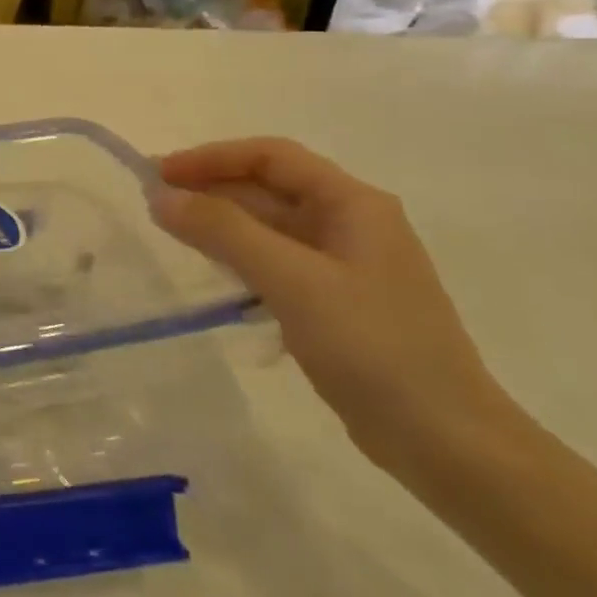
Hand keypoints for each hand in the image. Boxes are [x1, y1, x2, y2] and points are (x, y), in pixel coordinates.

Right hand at [150, 138, 516, 470]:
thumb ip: (224, 232)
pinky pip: (274, 262)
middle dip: (209, 188)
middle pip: (268, 188)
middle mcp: (350, 224)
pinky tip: (210, 274)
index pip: (271, 157)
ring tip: (169, 232)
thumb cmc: (372, 347)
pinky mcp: (332, 302)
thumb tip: (160, 195)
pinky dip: (237, 258)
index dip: (211, 157)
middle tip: (152, 202)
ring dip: (219, 223)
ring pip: (268, 227)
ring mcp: (343, 265)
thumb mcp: (293, 280)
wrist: (444, 440)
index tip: (158, 173)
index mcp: (353, 204)